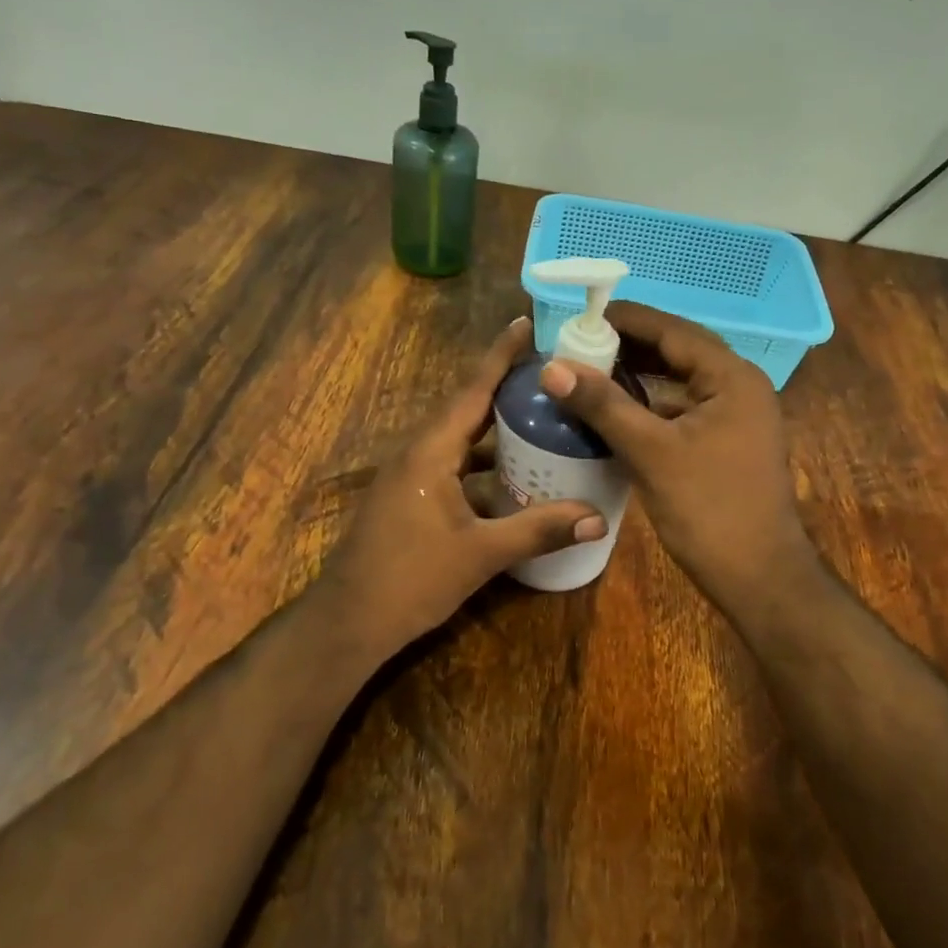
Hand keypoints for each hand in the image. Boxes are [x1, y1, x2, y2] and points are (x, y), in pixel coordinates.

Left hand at [313, 318, 604, 660]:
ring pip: (460, 441)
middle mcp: (418, 454)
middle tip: (551, 374)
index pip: (472, 391)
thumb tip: (598, 518)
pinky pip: (454, 467)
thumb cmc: (410, 580)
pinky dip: (485, 463)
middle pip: (467, 410)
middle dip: (506, 389)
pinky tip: (515, 478)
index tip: (526, 324)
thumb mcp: (480, 554)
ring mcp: (411, 477)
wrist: (349, 622)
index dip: (500, 357)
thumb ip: (538, 532)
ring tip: (542, 419)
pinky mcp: (411, 499)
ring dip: (496, 429)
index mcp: (430, 452)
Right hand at [537, 302, 815, 607]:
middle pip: (678, 352)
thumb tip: (552, 367)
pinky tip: (615, 413)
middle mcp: (739, 388)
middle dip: (630, 347)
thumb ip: (603, 405)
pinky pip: (682, 411)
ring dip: (639, 377)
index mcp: (731, 378)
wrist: (757, 576)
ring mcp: (735, 418)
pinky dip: (650, 407)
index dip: (626, 320)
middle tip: (579, 344)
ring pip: (679, 383)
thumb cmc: (708, 508)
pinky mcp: (726, 444)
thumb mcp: (651, 452)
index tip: (581, 315)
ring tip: (590, 372)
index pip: (673, 330)